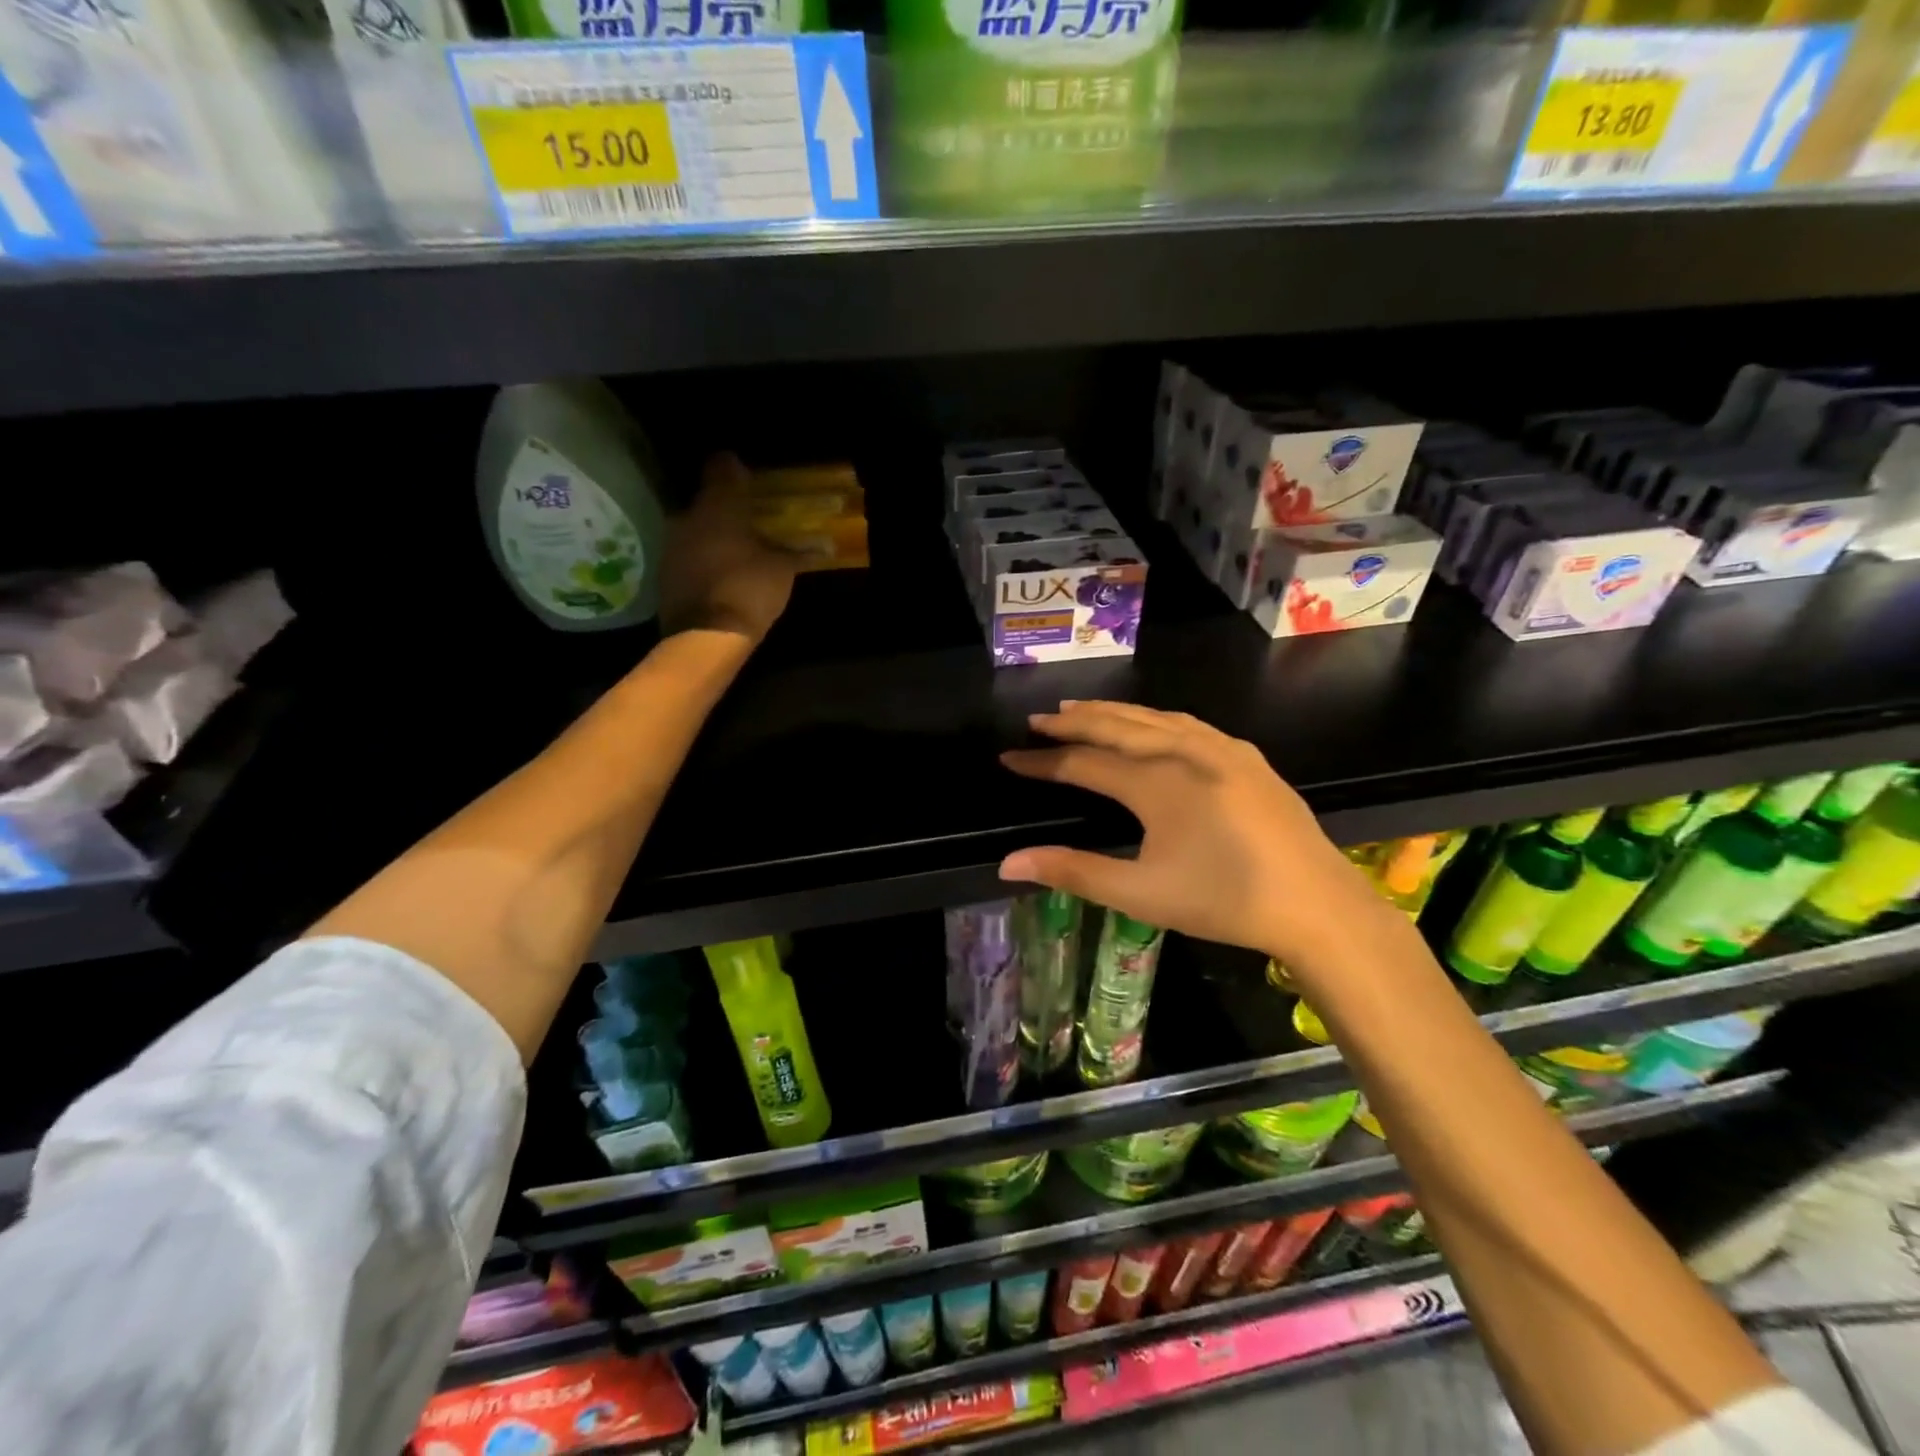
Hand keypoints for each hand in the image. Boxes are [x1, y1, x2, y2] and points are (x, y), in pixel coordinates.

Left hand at [658, 453, 797, 644]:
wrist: (706, 636)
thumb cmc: (748, 589)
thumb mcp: (782, 570)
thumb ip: (797, 554)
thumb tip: (823, 547)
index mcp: (718, 507)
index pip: (721, 469)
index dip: (734, 469)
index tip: (746, 475)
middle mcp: (687, 517)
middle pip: (705, 502)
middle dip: (723, 510)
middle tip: (745, 522)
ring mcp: (670, 546)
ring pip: (693, 530)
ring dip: (710, 537)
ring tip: (732, 552)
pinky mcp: (663, 574)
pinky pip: (686, 557)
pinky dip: (700, 561)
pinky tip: (717, 575)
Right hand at [998, 701, 1412, 977]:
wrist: (1317, 904)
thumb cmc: (1223, 901)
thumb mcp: (1140, 893)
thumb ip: (1073, 871)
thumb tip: (1009, 863)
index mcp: (1156, 783)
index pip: (1083, 762)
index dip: (1042, 761)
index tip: (1009, 758)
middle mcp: (1184, 752)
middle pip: (1116, 725)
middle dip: (1073, 721)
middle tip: (1038, 720)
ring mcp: (1221, 749)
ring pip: (1153, 717)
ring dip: (1112, 712)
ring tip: (1081, 710)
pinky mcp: (1246, 757)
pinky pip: (1187, 723)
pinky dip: (1154, 717)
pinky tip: (1152, 724)